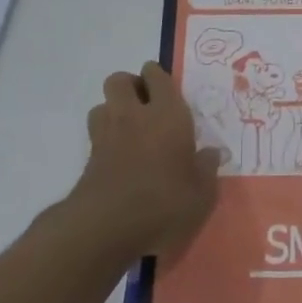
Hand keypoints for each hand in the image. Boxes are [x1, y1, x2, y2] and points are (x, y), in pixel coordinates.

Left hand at [70, 63, 220, 261]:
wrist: (107, 227)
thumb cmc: (164, 202)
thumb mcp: (201, 192)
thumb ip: (207, 168)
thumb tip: (212, 153)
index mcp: (167, 114)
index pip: (157, 75)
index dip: (159, 77)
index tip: (168, 91)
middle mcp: (134, 115)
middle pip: (119, 80)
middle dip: (131, 86)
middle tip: (147, 106)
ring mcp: (106, 135)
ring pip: (102, 104)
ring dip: (114, 110)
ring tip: (130, 129)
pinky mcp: (89, 158)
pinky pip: (96, 134)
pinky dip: (105, 137)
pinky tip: (119, 157)